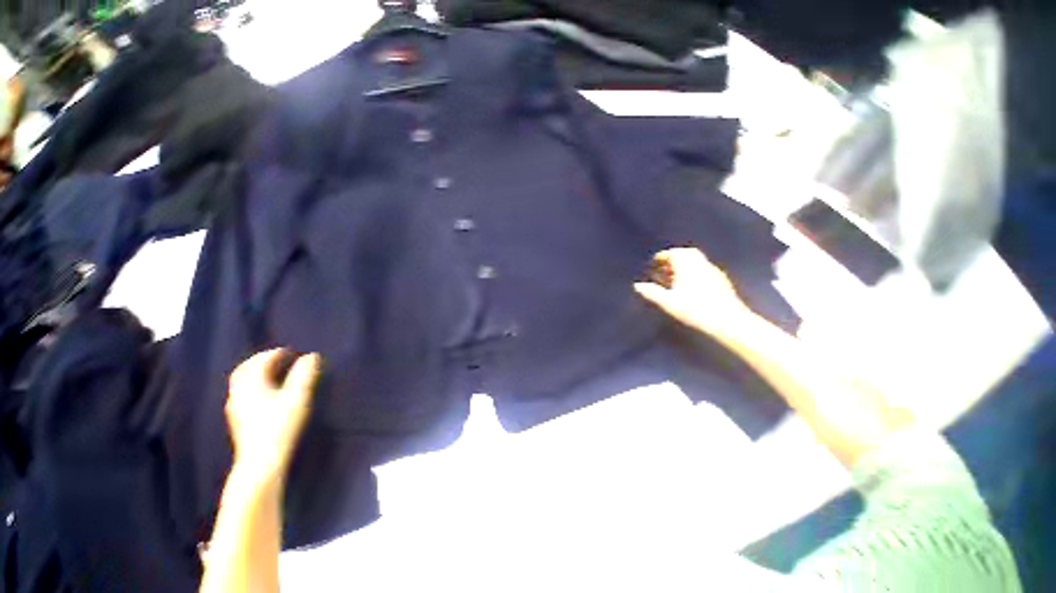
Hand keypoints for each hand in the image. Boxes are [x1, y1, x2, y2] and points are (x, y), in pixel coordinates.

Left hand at [226, 350, 321, 484]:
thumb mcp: (297, 397)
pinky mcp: (238, 421)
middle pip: (243, 371)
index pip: (258, 363)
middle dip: (259, 361)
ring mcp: (236, 409)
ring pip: (240, 384)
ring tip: (272, 373)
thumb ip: (304, 375)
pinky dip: (252, 386)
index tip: (288, 351)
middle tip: (276, 358)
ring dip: (255, 374)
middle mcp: (238, 394)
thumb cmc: (280, 426)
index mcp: (251, 385)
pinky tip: (264, 395)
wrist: (260, 461)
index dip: (273, 354)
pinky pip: (242, 395)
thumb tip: (312, 356)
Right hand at [634, 248, 755, 341]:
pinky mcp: (723, 282)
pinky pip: (705, 270)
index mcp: (687, 266)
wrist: (728, 322)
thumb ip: (652, 293)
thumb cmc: (694, 310)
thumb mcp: (668, 303)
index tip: (654, 262)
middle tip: (664, 266)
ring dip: (685, 265)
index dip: (662, 256)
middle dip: (675, 257)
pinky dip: (695, 273)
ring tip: (675, 277)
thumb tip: (637, 285)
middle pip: (687, 253)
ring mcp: (714, 273)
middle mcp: (701, 265)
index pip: (674, 253)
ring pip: (697, 261)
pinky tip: (691, 286)